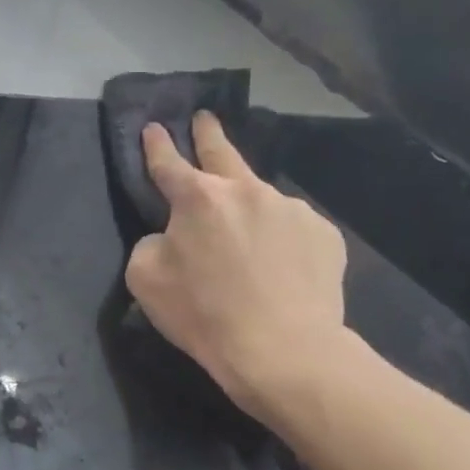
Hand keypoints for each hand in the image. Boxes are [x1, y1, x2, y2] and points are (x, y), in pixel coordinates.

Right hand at [124, 112, 350, 425]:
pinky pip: (293, 228)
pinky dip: (281, 238)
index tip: (154, 128)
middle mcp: (245, 190)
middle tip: (205, 118)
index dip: (157, 145)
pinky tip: (280, 266)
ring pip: (260, 198)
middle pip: (222, 152)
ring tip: (247, 236)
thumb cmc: (204, 314)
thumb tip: (172, 236)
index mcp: (198, 197)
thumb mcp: (146, 278)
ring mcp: (290, 208)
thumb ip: (152, 243)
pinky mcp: (324, 234)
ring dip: (248, 205)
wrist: (283, 351)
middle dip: (208, 133)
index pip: (168, 163)